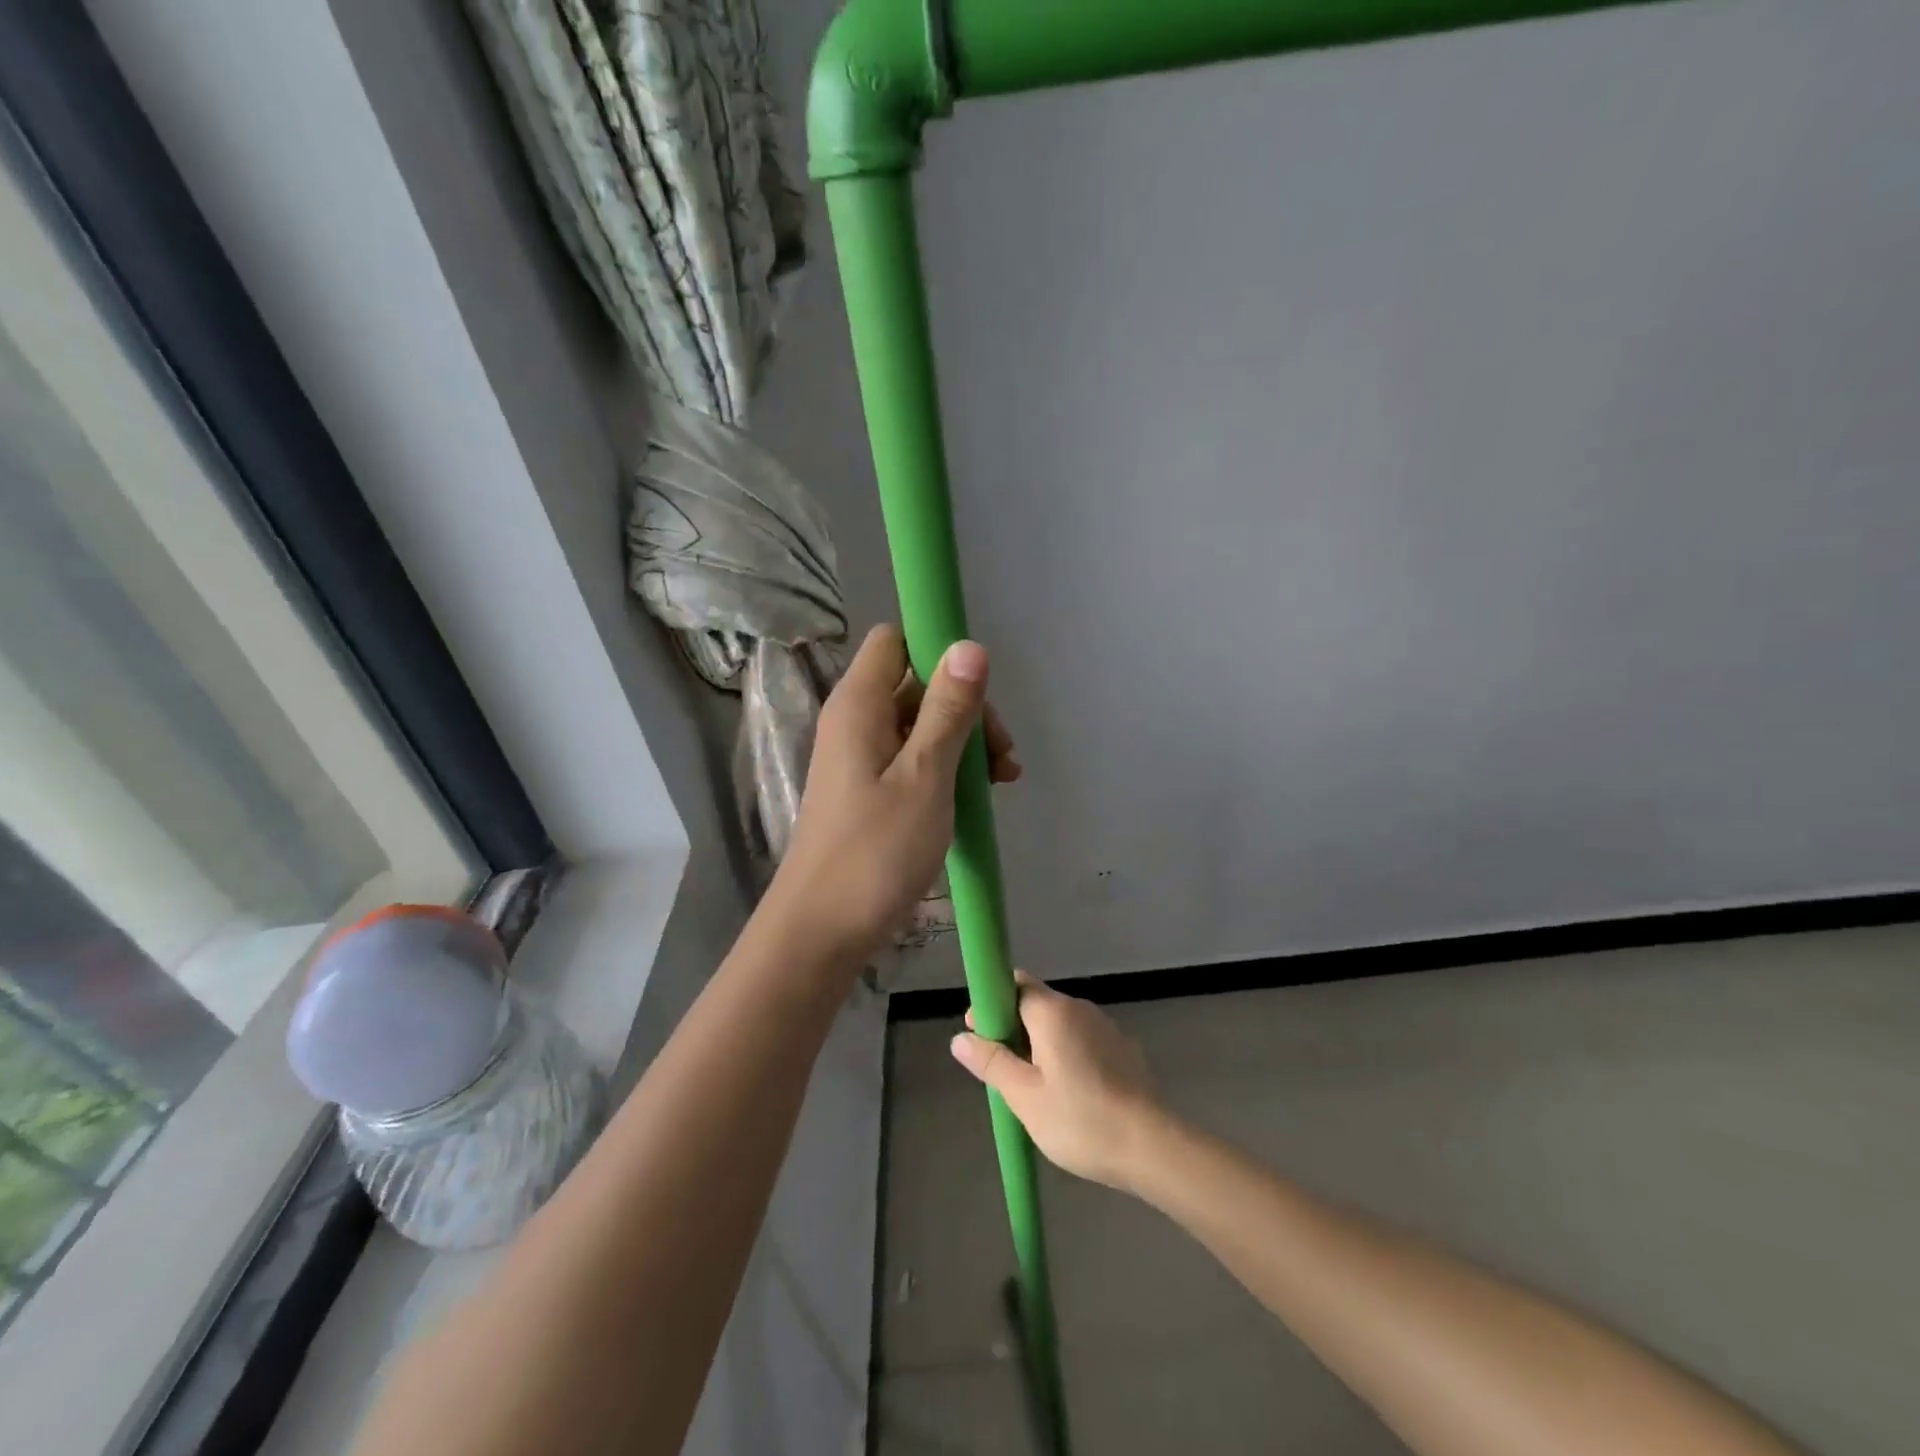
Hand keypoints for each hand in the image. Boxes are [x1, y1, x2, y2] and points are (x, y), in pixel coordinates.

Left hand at [767, 624, 1017, 963]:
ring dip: (964, 742)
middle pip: (917, 684)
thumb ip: (948, 711)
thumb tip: (969, 645)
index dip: (938, 649)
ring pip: (921, 725)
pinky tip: (980, 796)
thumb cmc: (875, 853)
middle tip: (1001, 755)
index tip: (980, 686)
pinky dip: (947, 769)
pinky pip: (914, 759)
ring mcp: (861, 758)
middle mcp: (856, 721)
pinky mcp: (870, 790)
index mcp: (859, 705)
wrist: (822, 932)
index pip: (896, 640)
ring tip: (1002, 781)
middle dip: (965, 707)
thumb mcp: (925, 777)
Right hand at [950, 973, 1163, 1190]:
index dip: (992, 1003)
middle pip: (1036, 1003)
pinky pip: (1083, 1040)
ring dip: (1040, 1044)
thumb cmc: (1081, 1120)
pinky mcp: (1123, 1049)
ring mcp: (1106, 1027)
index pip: (1014, 984)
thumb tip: (960, 1037)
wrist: (1152, 1146)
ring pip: (1060, 1025)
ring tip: (1032, 1088)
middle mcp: (1080, 1008)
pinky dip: (1066, 1055)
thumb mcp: (1025, 1097)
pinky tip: (1068, 1094)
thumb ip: (992, 1063)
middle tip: (1002, 1071)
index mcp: (1053, 1011)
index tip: (980, 1035)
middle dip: (1013, 1028)